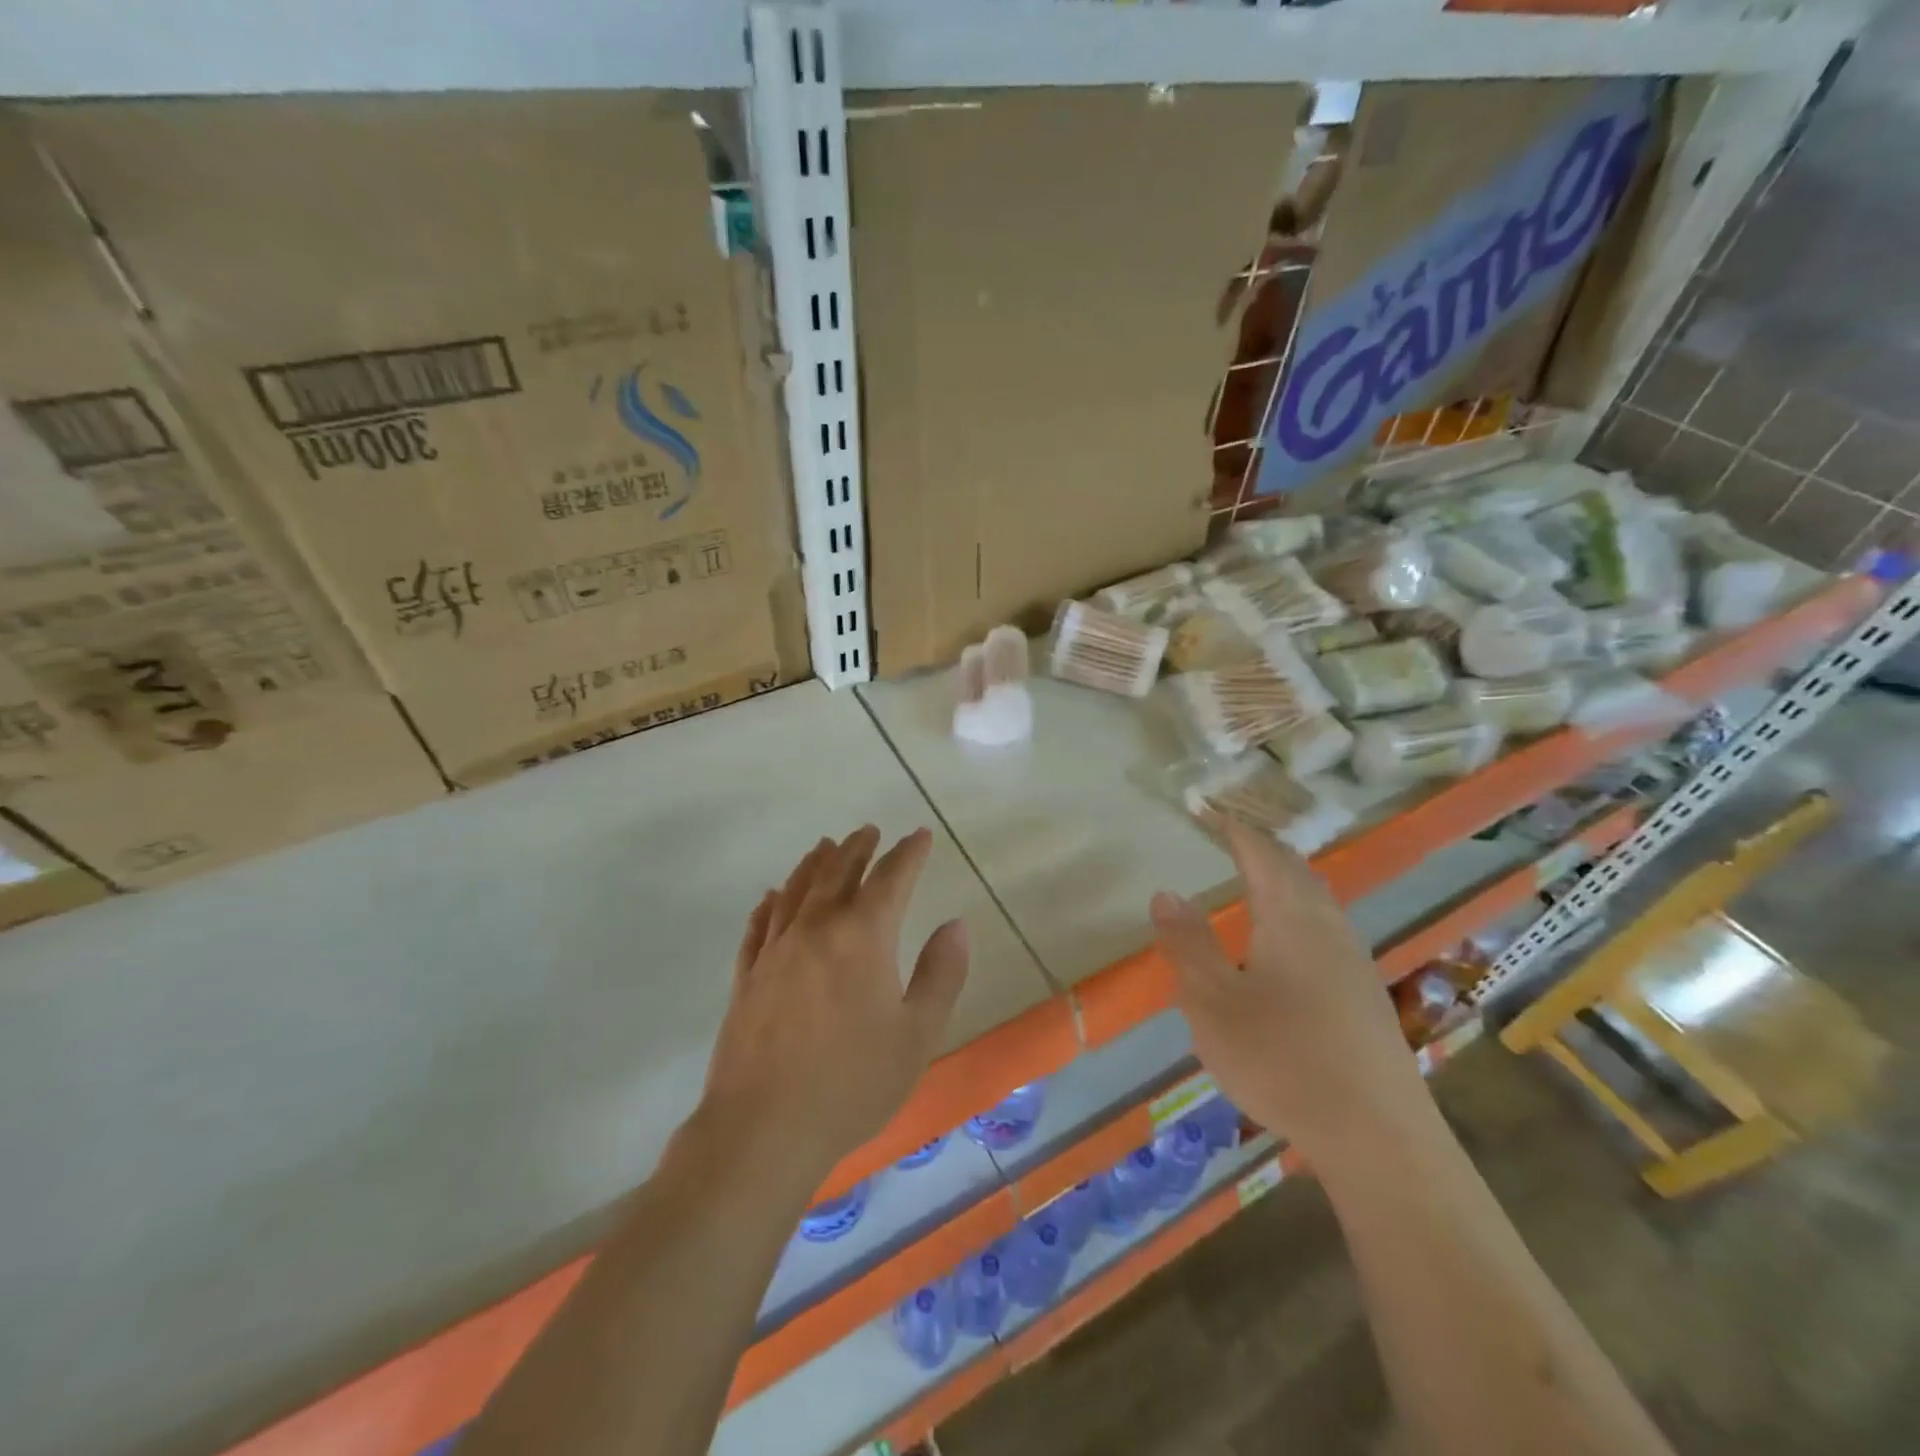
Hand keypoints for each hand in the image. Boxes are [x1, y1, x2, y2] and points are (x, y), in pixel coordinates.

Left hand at [698, 826, 970, 1184]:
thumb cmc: (853, 1083)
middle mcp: (815, 928)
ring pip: (796, 890)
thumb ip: (941, 973)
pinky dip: (769, 903)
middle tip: (870, 831)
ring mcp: (775, 950)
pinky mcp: (747, 976)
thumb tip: (955, 925)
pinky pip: (759, 925)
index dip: (908, 854)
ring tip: (825, 846)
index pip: (890, 878)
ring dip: (814, 863)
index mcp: (862, 936)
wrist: (764, 1129)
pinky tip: (771, 896)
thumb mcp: (917, 1034)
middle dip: (858, 848)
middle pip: (837, 872)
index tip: (920, 835)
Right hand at [1149, 819, 1428, 1158]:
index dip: (1231, 827)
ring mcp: (1353, 959)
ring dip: (1282, 876)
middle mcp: (1327, 925)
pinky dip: (1297, 907)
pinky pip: (1324, 925)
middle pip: (1294, 868)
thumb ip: (1188, 944)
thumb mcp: (1213, 1002)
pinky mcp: (1364, 991)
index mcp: (1290, 916)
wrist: (1378, 1136)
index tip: (1205, 809)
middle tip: (1226, 835)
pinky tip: (1286, 939)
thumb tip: (1167, 893)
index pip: (1260, 852)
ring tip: (1252, 876)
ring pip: (1315, 897)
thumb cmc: (1282, 1060)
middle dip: (1259, 846)